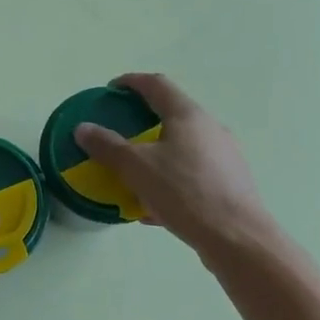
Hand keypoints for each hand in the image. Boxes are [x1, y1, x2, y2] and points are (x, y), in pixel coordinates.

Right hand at [74, 73, 279, 257]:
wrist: (237, 237)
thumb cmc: (185, 192)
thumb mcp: (137, 168)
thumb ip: (108, 147)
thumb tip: (82, 129)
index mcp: (188, 116)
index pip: (157, 85)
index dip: (131, 82)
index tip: (111, 89)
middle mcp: (211, 129)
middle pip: (172, 114)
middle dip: (143, 121)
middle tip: (120, 132)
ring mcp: (224, 156)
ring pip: (183, 147)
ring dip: (157, 154)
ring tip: (134, 173)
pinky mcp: (230, 183)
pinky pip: (192, 173)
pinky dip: (170, 179)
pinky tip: (154, 207)